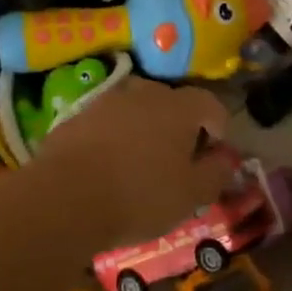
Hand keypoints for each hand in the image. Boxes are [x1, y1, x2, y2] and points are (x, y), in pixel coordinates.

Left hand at [35, 77, 237, 246]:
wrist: (65, 197)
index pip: (210, 103)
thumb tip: (226, 157)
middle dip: (179, 125)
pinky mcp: (76, 116)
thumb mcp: (191, 194)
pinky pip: (106, 122)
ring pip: (136, 109)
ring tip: (140, 162)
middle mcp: (144, 93)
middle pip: (171, 102)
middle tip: (178, 158)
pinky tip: (107, 166)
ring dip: (144, 129)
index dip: (218, 126)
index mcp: (179, 107)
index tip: (214, 152)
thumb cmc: (140, 195)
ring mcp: (106, 101)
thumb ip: (216, 172)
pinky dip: (113, 137)